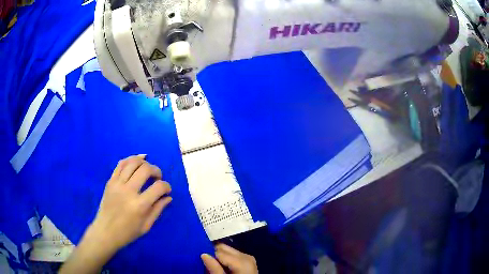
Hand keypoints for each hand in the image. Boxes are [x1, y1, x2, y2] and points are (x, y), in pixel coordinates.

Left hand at [86, 155, 171, 253]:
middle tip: (158, 178)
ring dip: (144, 162)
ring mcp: (117, 184)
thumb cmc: (127, 232)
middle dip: (156, 170)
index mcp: (140, 205)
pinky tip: (138, 160)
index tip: (167, 190)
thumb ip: (158, 210)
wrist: (105, 231)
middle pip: (145, 169)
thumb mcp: (146, 226)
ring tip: (148, 168)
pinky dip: (131, 159)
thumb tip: (168, 197)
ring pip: (133, 162)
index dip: (166, 186)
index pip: (158, 187)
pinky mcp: (110, 181)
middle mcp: (128, 191)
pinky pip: (121, 164)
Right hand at [201, 244, 257, 273]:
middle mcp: (246, 256)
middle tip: (207, 265)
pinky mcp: (248, 261)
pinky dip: (226, 260)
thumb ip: (214, 269)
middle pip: (224, 248)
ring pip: (228, 251)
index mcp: (242, 261)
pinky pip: (233, 255)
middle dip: (214, 254)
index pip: (219, 252)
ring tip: (215, 267)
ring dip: (219, 257)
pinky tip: (223, 268)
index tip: (202, 262)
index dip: (209, 256)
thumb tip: (203, 254)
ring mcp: (248, 258)